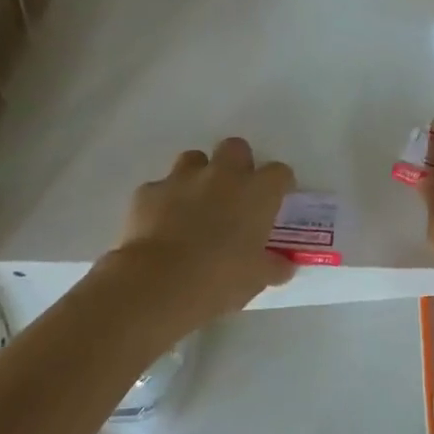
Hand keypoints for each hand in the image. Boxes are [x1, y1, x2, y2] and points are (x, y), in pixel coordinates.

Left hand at [110, 138, 296, 332]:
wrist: (159, 284)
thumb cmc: (221, 279)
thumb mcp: (257, 278)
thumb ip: (274, 266)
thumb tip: (284, 265)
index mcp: (257, 192)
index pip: (279, 173)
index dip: (278, 185)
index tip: (275, 202)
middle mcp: (223, 175)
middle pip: (236, 148)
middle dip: (237, 165)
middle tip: (235, 194)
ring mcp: (182, 179)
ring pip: (194, 159)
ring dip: (199, 176)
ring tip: (196, 205)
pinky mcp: (149, 192)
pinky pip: (160, 188)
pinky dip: (164, 201)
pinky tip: (162, 225)